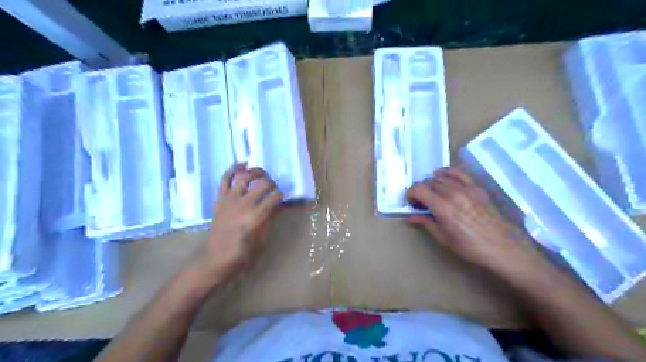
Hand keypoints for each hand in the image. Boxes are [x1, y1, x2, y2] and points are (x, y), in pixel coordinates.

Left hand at [190, 163, 283, 282]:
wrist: (216, 258)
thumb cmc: (243, 253)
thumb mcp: (263, 240)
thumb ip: (269, 220)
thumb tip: (275, 207)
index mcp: (257, 216)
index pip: (275, 197)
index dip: (281, 195)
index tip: (281, 197)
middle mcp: (244, 204)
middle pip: (263, 184)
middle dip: (272, 183)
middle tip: (273, 187)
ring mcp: (230, 200)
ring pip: (245, 177)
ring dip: (256, 171)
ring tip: (261, 173)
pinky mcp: (220, 199)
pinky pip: (225, 179)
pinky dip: (234, 169)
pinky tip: (242, 165)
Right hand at [405, 168, 546, 277]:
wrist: (502, 247)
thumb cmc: (470, 247)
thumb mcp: (444, 238)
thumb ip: (426, 223)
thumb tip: (411, 217)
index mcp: (442, 207)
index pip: (418, 189)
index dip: (410, 194)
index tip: (412, 203)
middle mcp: (452, 193)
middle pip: (428, 183)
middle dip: (421, 191)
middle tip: (422, 204)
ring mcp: (466, 188)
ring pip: (440, 177)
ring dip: (432, 184)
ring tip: (433, 194)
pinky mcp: (476, 187)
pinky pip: (458, 173)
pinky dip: (447, 172)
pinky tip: (443, 177)